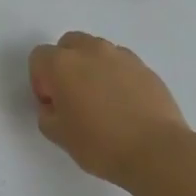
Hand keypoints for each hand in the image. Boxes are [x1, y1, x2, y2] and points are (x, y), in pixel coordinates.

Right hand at [29, 31, 191, 187]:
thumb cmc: (100, 144)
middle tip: (72, 97)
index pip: (39, 58)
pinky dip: (115, 76)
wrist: (156, 151)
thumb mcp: (58, 135)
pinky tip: (123, 104)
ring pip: (96, 51)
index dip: (40, 82)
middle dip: (65, 65)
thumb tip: (55, 104)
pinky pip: (121, 64)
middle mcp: (90, 51)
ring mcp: (121, 56)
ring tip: (101, 101)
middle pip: (68, 44)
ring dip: (91, 67)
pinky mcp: (145, 67)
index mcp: (62, 64)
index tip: (52, 105)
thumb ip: (47, 113)